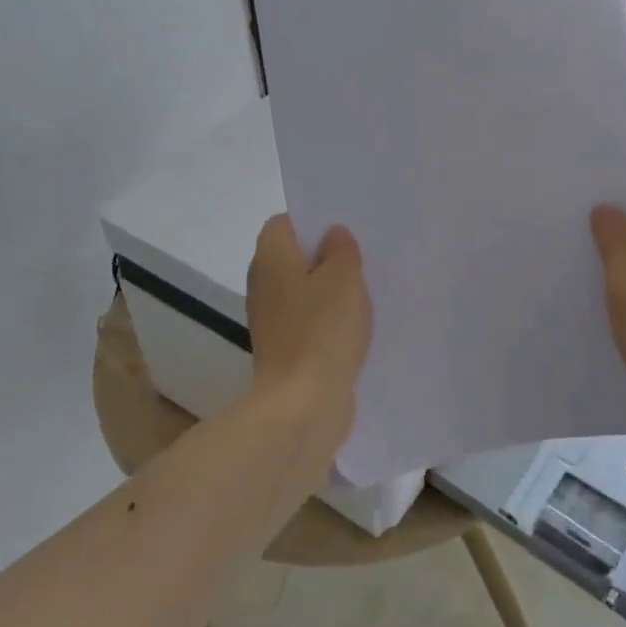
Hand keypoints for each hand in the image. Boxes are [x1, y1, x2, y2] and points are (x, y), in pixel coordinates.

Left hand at [246, 214, 372, 431]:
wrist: (302, 404)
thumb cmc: (323, 330)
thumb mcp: (344, 277)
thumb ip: (341, 249)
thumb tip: (333, 235)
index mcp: (271, 257)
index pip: (284, 223)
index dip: (312, 222)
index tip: (344, 233)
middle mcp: (262, 284)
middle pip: (292, 257)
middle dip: (324, 257)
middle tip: (361, 260)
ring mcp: (270, 319)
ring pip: (301, 290)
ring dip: (328, 291)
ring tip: (364, 294)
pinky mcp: (282, 349)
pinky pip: (306, 321)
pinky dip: (326, 321)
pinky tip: (353, 328)